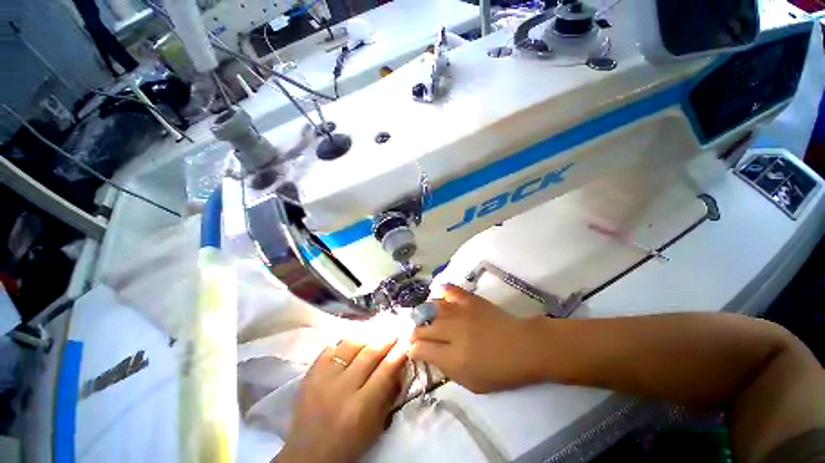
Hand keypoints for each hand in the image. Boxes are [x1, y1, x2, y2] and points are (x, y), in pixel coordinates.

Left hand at [276, 337, 407, 462]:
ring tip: (373, 338)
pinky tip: (351, 347)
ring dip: (365, 339)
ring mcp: (322, 379)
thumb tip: (399, 366)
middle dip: (385, 340)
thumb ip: (388, 395)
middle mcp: (341, 389)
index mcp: (360, 408)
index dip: (398, 353)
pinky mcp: (309, 375)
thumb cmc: (348, 445)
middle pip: (368, 353)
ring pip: (349, 345)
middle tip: (394, 334)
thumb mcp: (375, 427)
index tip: (406, 342)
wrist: (307, 455)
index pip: (385, 370)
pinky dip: (344, 345)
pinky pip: (330, 349)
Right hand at [410, 285, 547, 392]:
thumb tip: (428, 355)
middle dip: (415, 332)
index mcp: (452, 356)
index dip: (413, 349)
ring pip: (432, 308)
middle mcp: (451, 330)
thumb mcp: (471, 382)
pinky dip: (444, 291)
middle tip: (416, 335)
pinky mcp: (470, 300)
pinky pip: (452, 291)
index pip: (421, 348)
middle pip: (423, 327)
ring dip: (425, 314)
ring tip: (424, 317)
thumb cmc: (499, 371)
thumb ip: (446, 368)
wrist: (524, 347)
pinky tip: (439, 293)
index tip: (413, 350)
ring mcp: (460, 312)